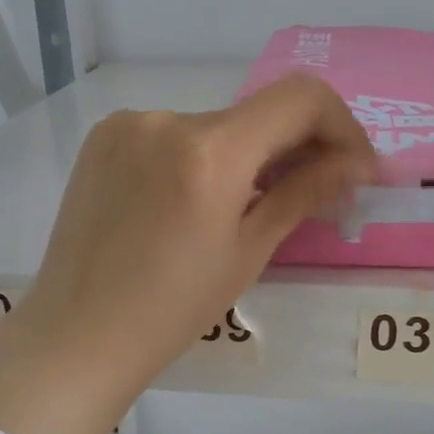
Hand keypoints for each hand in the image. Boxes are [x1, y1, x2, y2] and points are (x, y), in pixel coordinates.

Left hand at [0, 74, 375, 433]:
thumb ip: (302, 194)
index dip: (341, 126)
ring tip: (243, 208)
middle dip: (295, 148)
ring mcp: (127, 124)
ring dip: (245, 156)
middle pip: (256, 115)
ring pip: (214, 127)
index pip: (300, 99)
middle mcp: (166, 119)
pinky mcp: (103, 138)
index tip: (354, 168)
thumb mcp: (248, 252)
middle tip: (315, 193)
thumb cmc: (172, 310)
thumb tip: (355, 165)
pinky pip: (172, 136)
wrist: (78, 334)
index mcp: (209, 152)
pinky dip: (199, 158)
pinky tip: (192, 203)